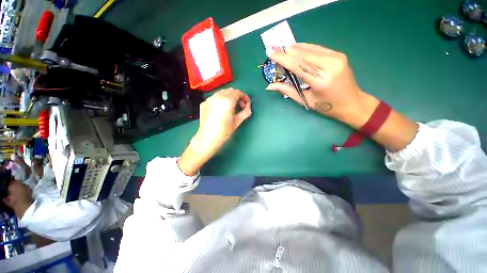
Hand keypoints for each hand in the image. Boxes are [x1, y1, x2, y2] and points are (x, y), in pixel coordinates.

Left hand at [178, 88, 251, 175]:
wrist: (207, 138)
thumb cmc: (224, 131)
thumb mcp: (237, 122)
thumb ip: (245, 112)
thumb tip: (249, 107)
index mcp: (227, 101)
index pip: (238, 93)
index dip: (244, 96)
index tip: (247, 103)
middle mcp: (217, 96)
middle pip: (230, 91)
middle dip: (237, 96)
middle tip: (240, 106)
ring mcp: (209, 99)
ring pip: (222, 92)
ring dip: (229, 97)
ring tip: (231, 107)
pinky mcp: (204, 103)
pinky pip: (215, 97)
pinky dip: (221, 99)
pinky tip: (222, 109)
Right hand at [266, 43, 377, 124]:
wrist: (352, 102)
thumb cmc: (327, 106)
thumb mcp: (306, 100)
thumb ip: (288, 91)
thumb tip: (270, 86)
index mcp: (320, 81)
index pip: (297, 65)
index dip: (282, 58)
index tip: (269, 52)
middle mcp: (329, 65)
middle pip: (302, 55)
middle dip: (286, 53)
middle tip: (273, 51)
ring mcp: (336, 57)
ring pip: (309, 49)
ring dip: (294, 49)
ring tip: (282, 50)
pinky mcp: (338, 54)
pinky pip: (317, 48)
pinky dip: (305, 48)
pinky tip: (296, 48)